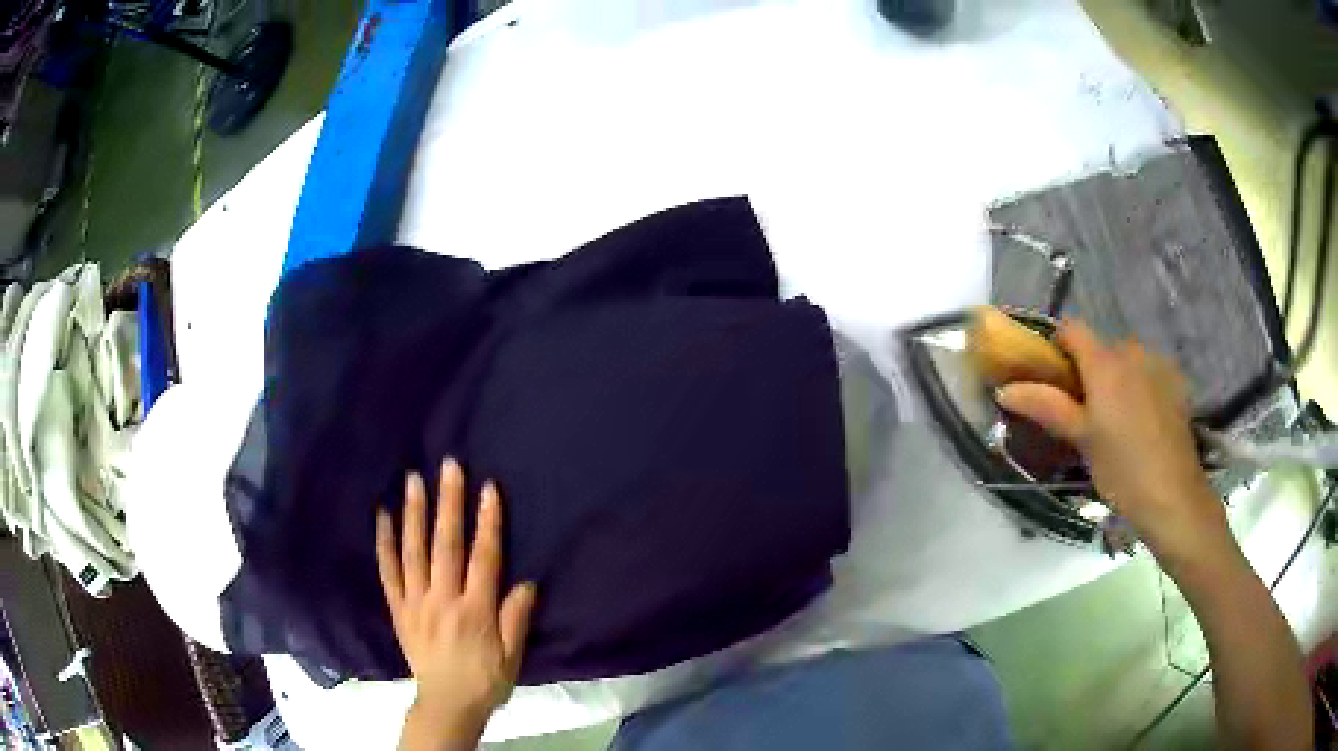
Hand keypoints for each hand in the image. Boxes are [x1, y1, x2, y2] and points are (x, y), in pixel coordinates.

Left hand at [376, 458, 536, 748]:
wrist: (446, 704)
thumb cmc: (485, 680)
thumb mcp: (512, 657)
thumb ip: (516, 619)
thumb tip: (526, 582)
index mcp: (475, 610)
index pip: (483, 558)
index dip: (488, 522)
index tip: (488, 488)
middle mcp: (442, 599)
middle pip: (446, 545)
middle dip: (449, 503)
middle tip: (448, 466)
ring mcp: (416, 601)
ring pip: (414, 551)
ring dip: (415, 513)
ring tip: (414, 479)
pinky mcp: (398, 608)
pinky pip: (388, 571)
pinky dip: (384, 542)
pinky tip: (383, 516)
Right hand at [995, 320, 1237, 570]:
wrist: (1173, 495)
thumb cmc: (1121, 468)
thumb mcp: (1080, 439)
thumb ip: (1045, 406)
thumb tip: (1005, 389)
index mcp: (1104, 361)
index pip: (1071, 328)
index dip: (1057, 346)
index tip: (1054, 379)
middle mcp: (1132, 350)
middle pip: (1101, 347)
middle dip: (1090, 371)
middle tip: (1086, 415)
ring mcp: (1158, 364)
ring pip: (1126, 361)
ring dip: (1116, 380)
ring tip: (1118, 424)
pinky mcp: (1176, 382)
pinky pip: (1148, 373)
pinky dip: (1140, 388)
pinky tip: (1144, 424)